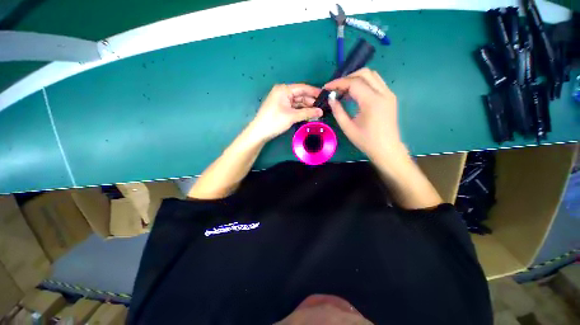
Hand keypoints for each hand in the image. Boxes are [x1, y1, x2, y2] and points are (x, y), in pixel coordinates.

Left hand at [249, 84, 322, 141]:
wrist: (259, 132)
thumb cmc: (274, 121)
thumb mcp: (292, 116)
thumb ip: (307, 113)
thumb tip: (321, 111)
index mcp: (284, 90)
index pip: (303, 88)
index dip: (314, 92)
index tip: (325, 96)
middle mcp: (283, 92)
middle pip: (301, 95)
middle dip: (311, 102)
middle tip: (323, 108)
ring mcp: (282, 100)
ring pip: (298, 102)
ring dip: (307, 108)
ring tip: (318, 113)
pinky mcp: (281, 108)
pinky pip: (294, 107)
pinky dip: (301, 111)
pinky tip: (309, 115)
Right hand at [325, 68, 406, 161]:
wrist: (387, 149)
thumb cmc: (366, 141)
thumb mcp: (348, 127)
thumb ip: (338, 111)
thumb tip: (331, 98)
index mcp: (372, 101)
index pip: (354, 83)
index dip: (338, 83)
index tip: (327, 87)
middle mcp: (383, 93)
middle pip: (365, 73)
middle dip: (347, 78)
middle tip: (336, 89)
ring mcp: (389, 94)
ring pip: (372, 75)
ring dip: (356, 79)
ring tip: (344, 91)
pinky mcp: (390, 97)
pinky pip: (376, 83)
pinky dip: (364, 84)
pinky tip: (355, 94)